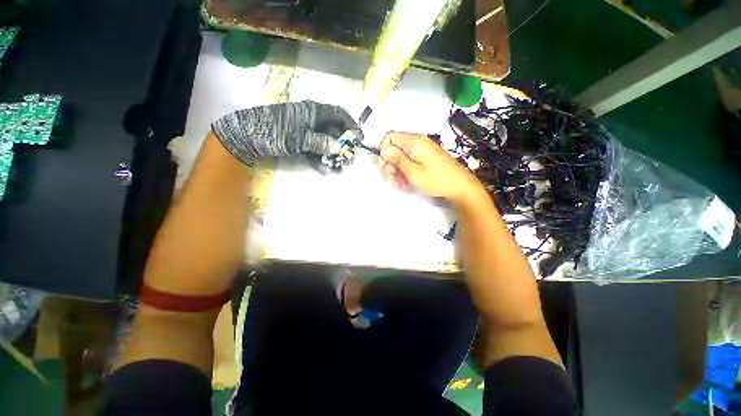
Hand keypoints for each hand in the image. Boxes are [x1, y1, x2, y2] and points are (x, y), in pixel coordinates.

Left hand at [211, 101, 361, 165]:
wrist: (246, 136)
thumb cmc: (274, 131)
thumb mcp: (299, 137)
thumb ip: (320, 142)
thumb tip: (339, 147)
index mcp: (313, 111)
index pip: (339, 114)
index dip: (351, 125)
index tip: (358, 139)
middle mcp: (312, 120)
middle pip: (334, 131)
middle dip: (342, 146)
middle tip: (347, 159)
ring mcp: (306, 132)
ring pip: (325, 143)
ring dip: (332, 156)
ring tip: (338, 169)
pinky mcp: (299, 143)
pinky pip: (314, 150)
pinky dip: (320, 160)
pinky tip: (325, 170)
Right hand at [378, 132, 483, 204]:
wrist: (460, 186)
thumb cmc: (436, 179)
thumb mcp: (413, 172)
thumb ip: (397, 160)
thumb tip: (383, 150)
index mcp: (413, 142)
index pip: (390, 137)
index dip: (383, 151)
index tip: (385, 167)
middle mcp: (417, 142)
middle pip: (394, 148)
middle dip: (389, 164)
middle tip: (391, 180)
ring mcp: (422, 150)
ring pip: (401, 156)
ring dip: (396, 170)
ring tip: (400, 184)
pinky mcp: (426, 157)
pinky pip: (410, 160)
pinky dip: (405, 170)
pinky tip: (406, 182)